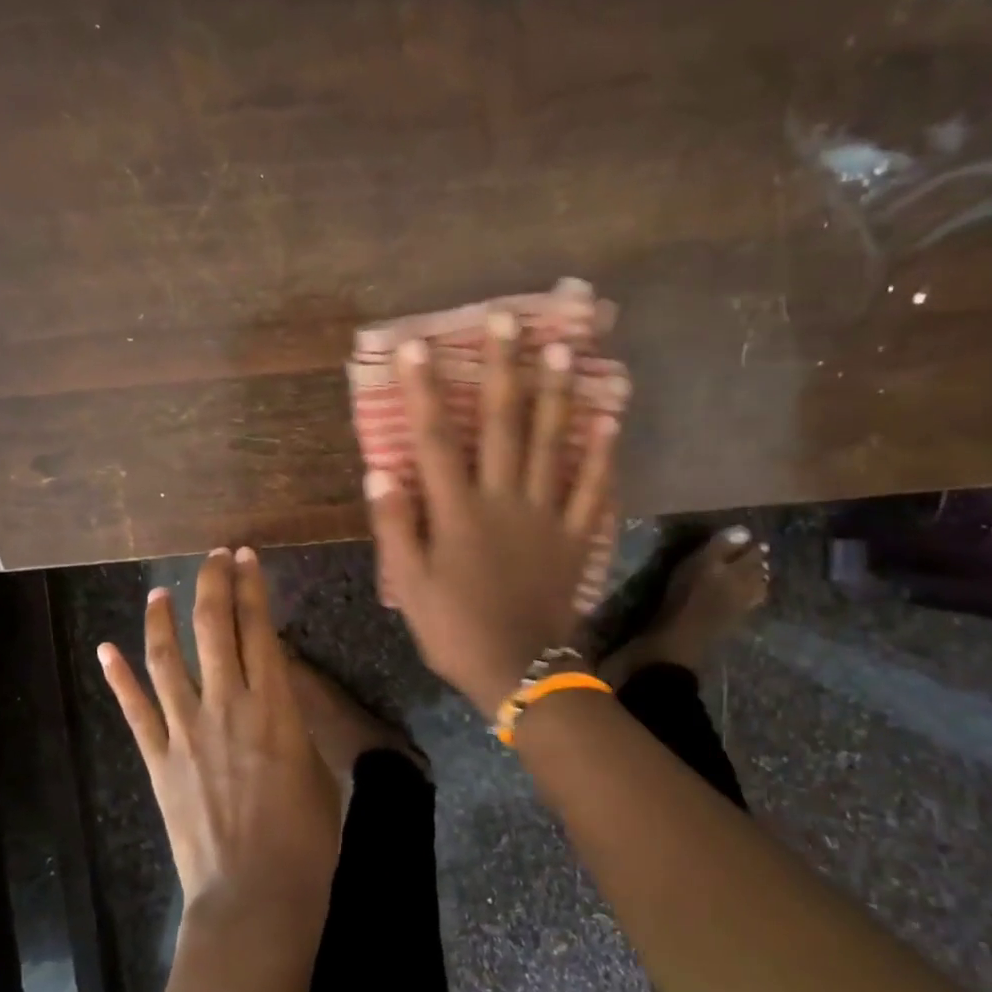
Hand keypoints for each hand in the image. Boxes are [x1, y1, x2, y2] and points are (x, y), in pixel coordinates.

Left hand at [99, 547, 340, 943]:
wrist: (254, 896)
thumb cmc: (304, 837)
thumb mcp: (313, 767)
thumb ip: (291, 722)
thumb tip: (275, 696)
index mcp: (274, 706)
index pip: (260, 628)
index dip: (252, 587)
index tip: (246, 557)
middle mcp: (226, 705)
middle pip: (213, 628)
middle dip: (212, 584)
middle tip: (212, 557)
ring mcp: (186, 730)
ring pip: (167, 659)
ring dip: (162, 619)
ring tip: (159, 592)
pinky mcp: (158, 760)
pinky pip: (135, 711)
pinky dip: (119, 678)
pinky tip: (107, 650)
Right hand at [366, 317, 622, 719]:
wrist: (521, 673)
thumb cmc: (456, 630)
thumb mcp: (410, 587)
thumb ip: (395, 527)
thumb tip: (380, 471)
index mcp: (458, 513)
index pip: (437, 440)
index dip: (424, 391)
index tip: (417, 346)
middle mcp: (505, 501)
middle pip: (505, 425)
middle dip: (503, 369)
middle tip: (508, 318)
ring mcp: (547, 516)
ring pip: (553, 444)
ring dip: (557, 393)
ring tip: (564, 347)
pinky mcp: (576, 537)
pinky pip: (592, 489)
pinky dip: (602, 453)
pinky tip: (610, 418)